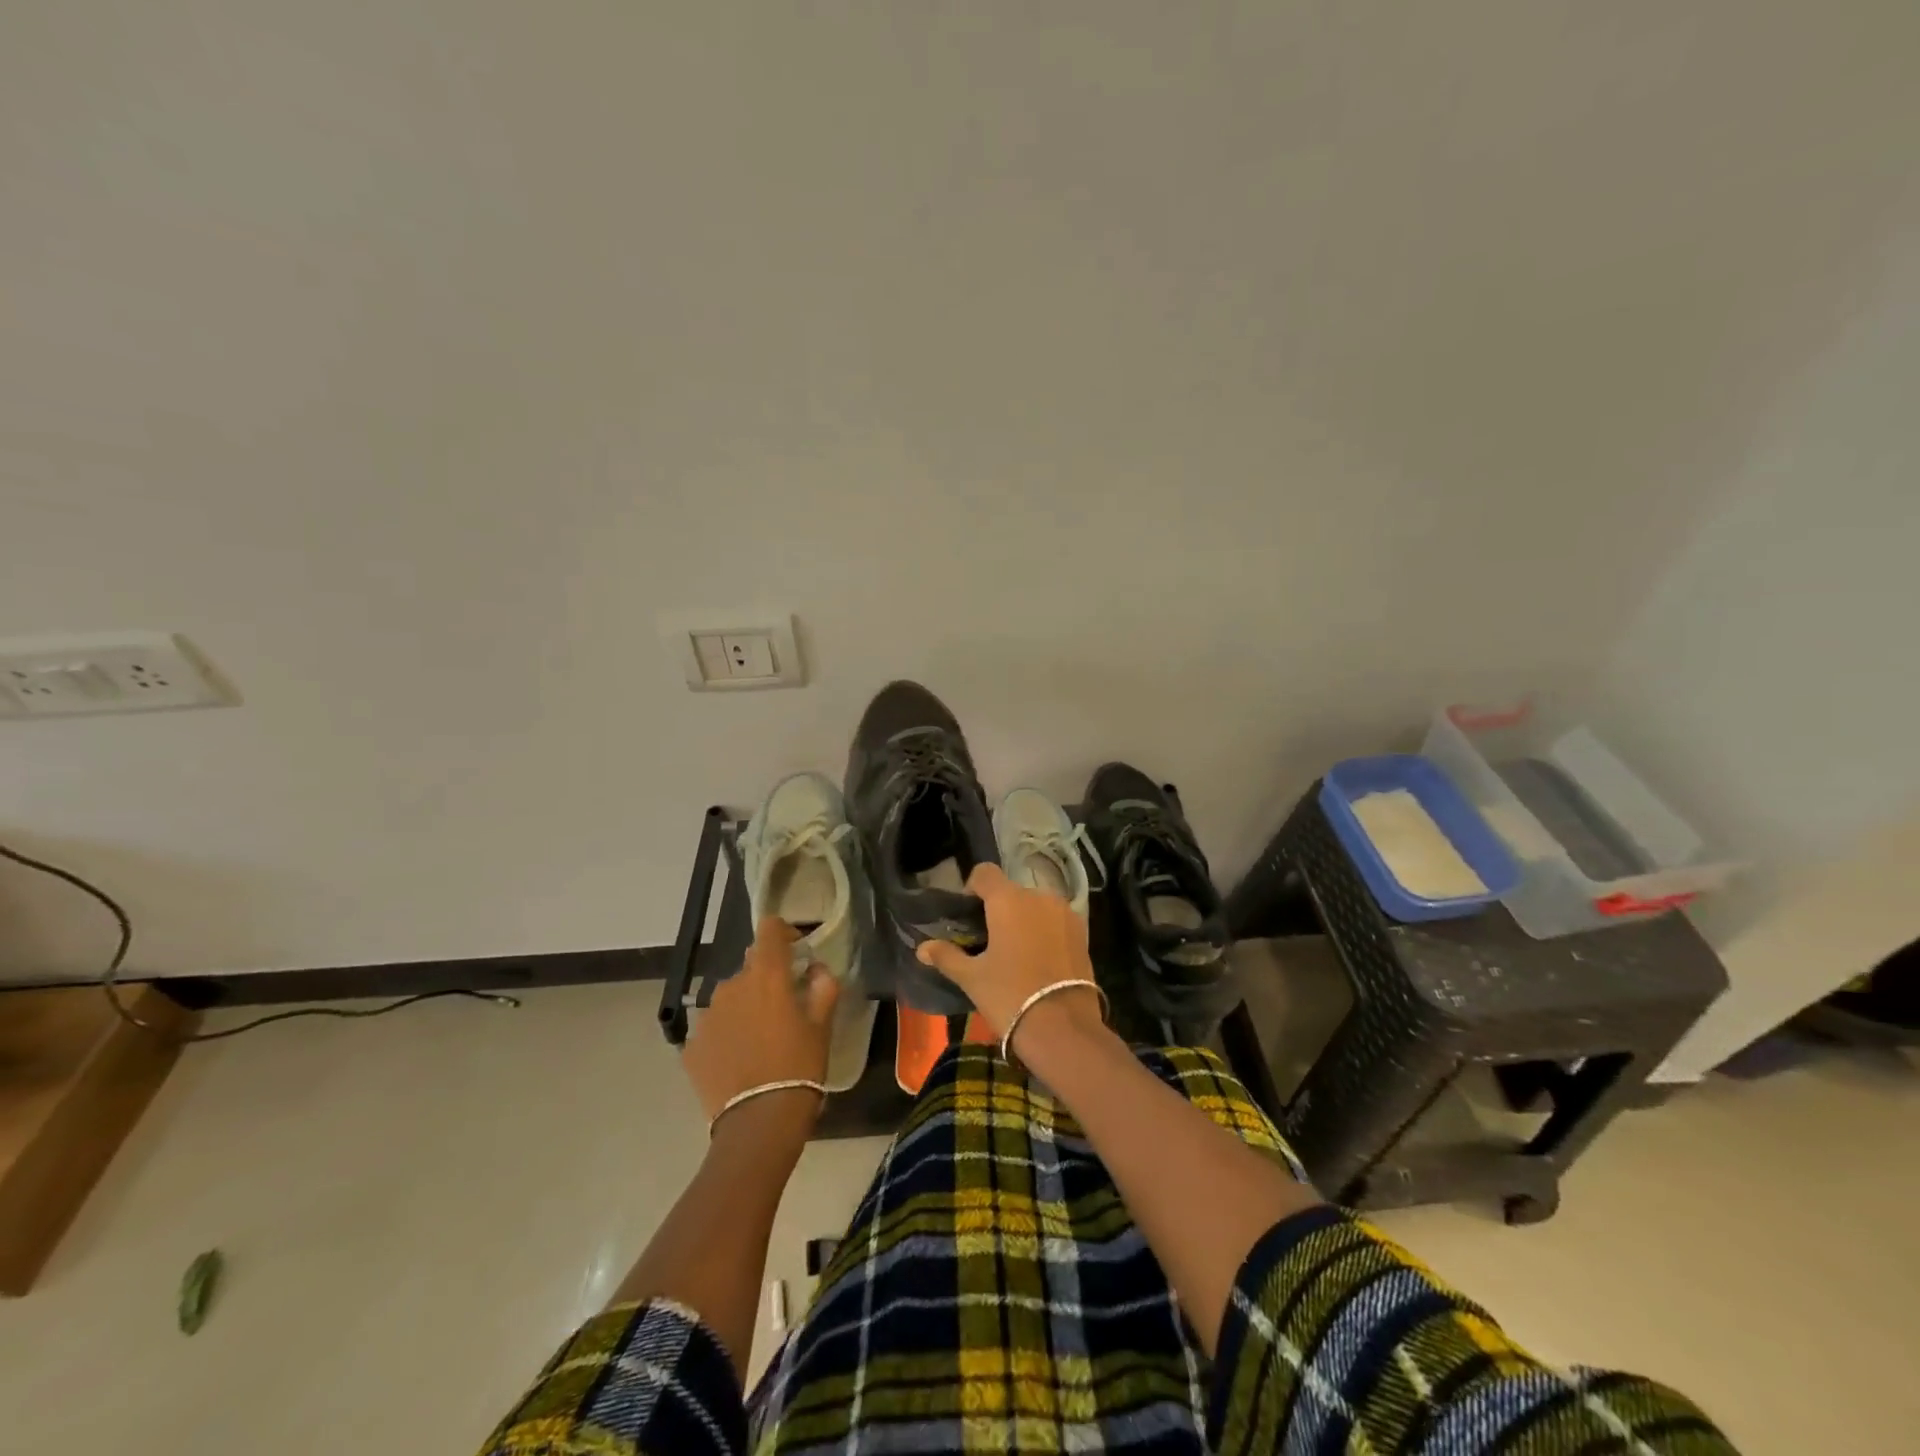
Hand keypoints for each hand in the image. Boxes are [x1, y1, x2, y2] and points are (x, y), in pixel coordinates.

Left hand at [684, 917, 840, 1128]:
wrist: (758, 1124)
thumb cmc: (799, 1068)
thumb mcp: (822, 1028)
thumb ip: (823, 988)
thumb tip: (817, 970)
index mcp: (766, 976)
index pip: (769, 929)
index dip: (782, 932)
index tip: (795, 949)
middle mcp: (732, 987)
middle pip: (750, 968)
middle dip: (767, 979)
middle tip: (784, 1008)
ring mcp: (707, 1016)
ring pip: (730, 998)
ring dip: (745, 1007)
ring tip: (760, 1039)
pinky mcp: (691, 1046)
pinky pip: (713, 1028)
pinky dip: (727, 1035)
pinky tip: (739, 1060)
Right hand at [915, 864, 1104, 1047]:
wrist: (1064, 1028)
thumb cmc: (1010, 995)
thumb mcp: (972, 978)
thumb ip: (947, 956)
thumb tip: (922, 948)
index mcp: (1008, 900)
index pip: (984, 873)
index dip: (972, 888)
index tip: (967, 916)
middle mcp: (1038, 896)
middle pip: (1011, 891)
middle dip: (998, 909)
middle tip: (987, 941)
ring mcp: (1065, 912)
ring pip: (1035, 905)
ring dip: (1023, 919)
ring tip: (1014, 953)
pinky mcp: (1082, 932)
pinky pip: (1055, 920)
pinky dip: (1044, 931)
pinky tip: (1038, 960)